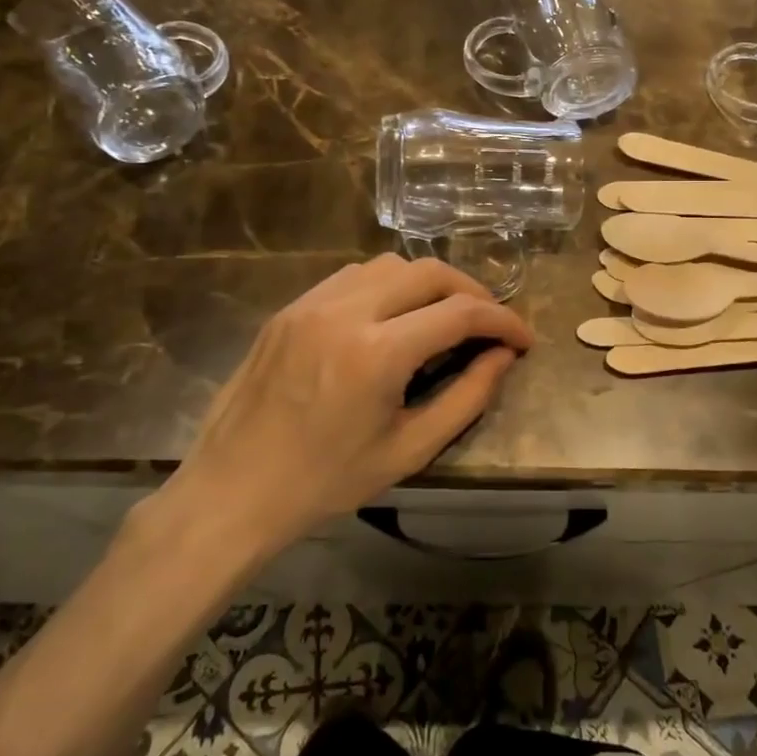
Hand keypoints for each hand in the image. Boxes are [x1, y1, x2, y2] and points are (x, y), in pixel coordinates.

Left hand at [152, 256, 533, 559]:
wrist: (233, 490)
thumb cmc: (325, 482)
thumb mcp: (408, 450)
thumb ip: (467, 398)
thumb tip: (503, 356)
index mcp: (377, 353)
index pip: (460, 312)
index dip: (502, 320)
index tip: (523, 338)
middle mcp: (345, 311)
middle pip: (428, 271)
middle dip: (471, 291)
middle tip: (489, 323)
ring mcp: (312, 303)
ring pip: (389, 264)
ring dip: (428, 283)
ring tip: (443, 316)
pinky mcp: (290, 307)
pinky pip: (352, 276)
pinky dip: (387, 285)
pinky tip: (392, 316)